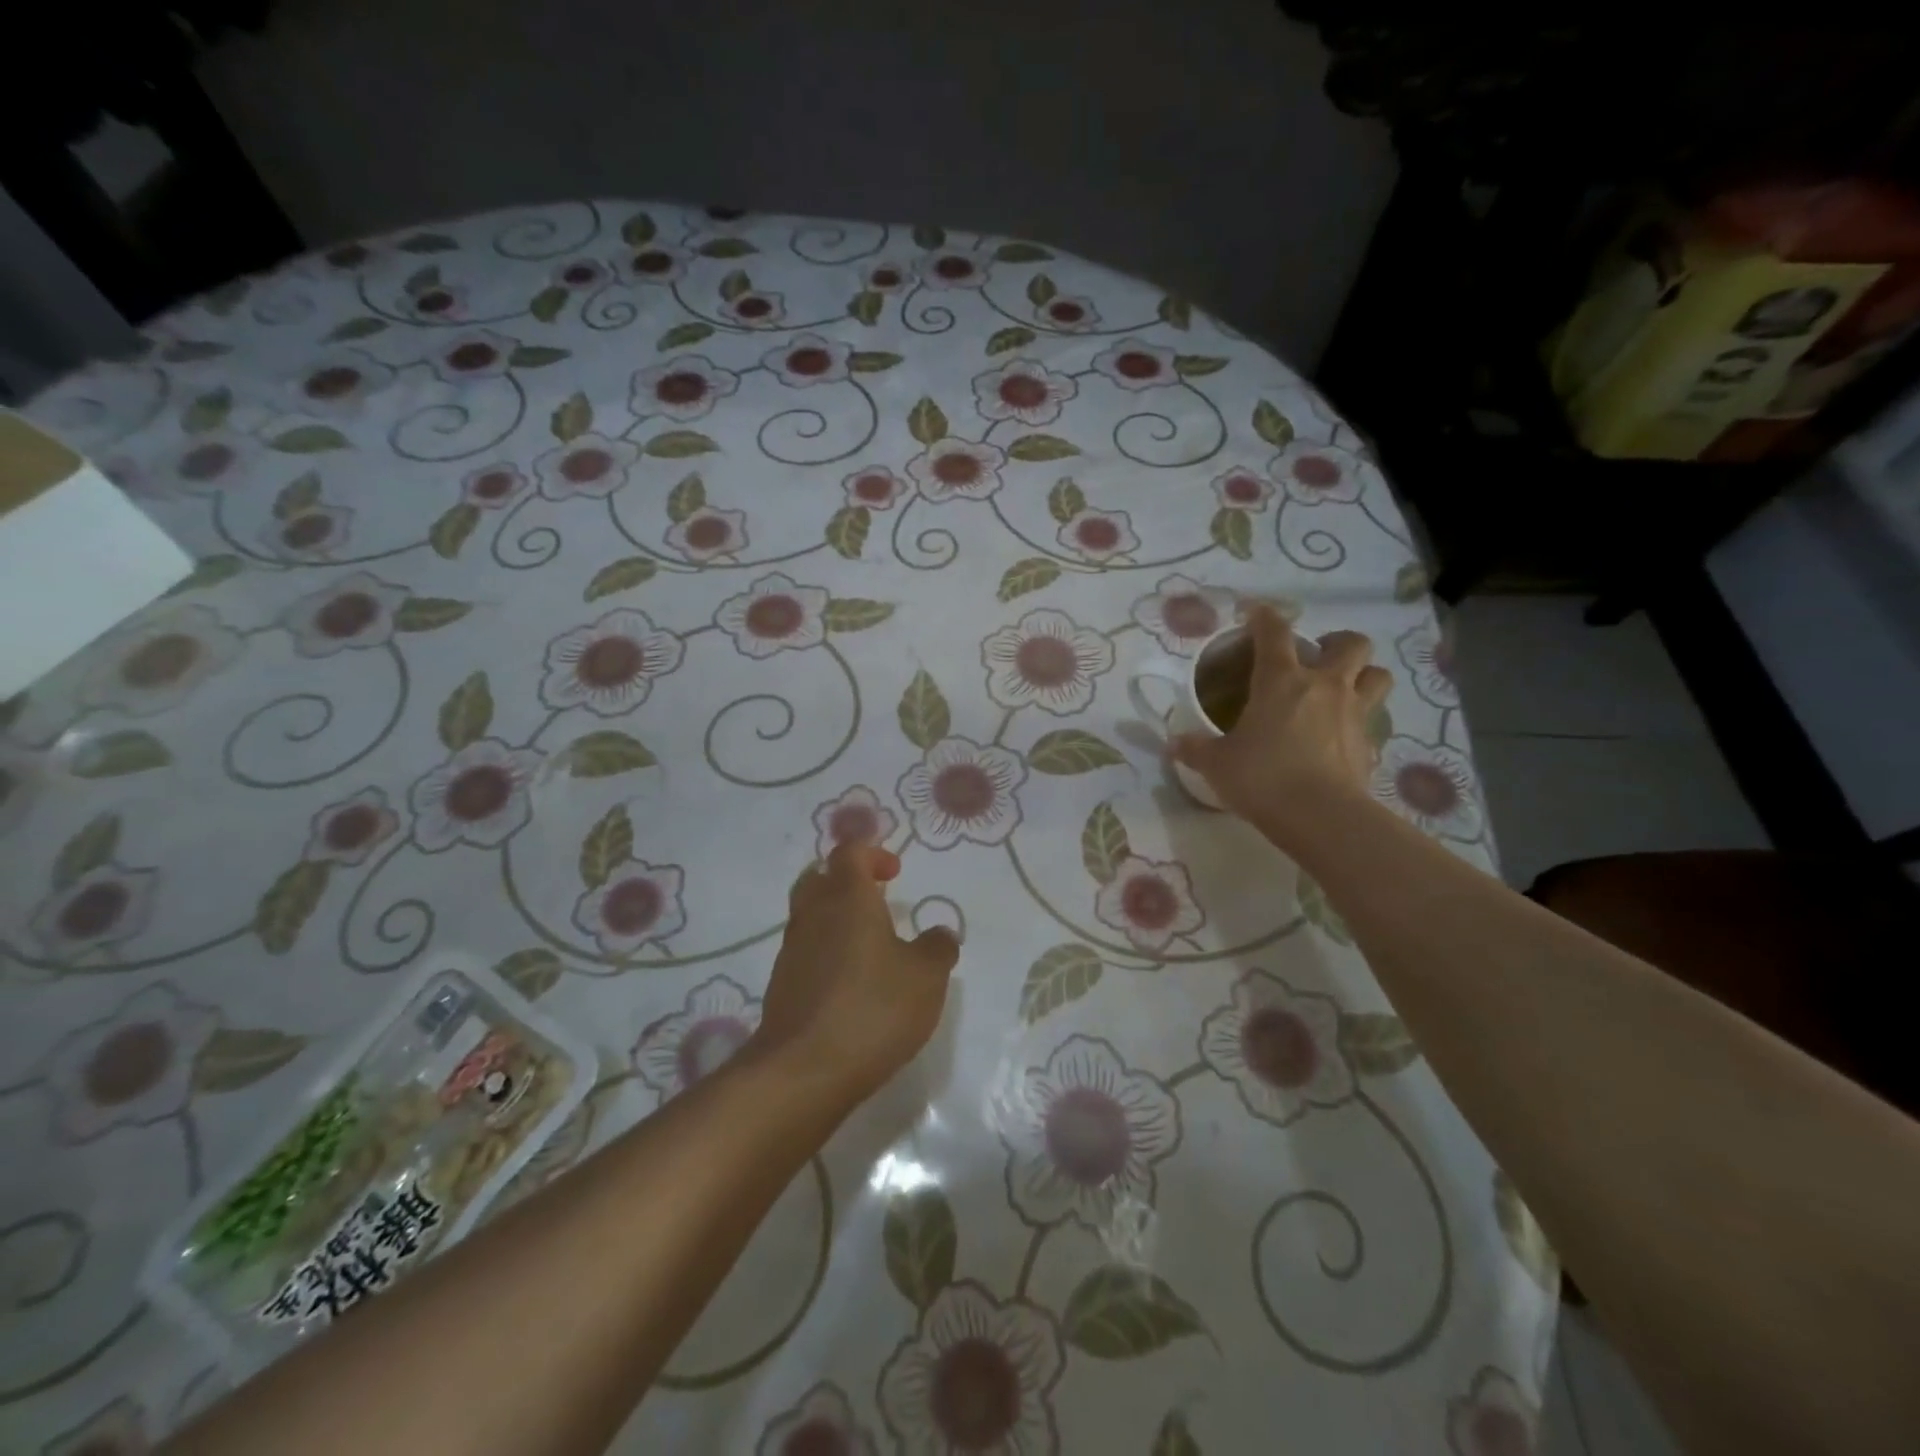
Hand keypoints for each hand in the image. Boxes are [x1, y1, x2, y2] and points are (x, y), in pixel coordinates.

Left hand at [753, 843, 960, 1101]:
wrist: (803, 1071)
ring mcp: (791, 952)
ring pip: (809, 915)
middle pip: (819, 877)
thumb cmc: (872, 1008)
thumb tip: (940, 933)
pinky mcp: (782, 987)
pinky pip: (805, 952)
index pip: (850, 852)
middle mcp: (813, 915)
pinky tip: (850, 982)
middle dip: (845, 880)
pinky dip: (826, 953)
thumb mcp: (926, 977)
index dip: (872, 853)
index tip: (895, 872)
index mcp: (847, 898)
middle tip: (875, 898)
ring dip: (835, 918)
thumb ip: (938, 948)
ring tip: (869, 944)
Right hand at [1170, 604, 1390, 847]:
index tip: (1254, 613)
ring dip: (1363, 675)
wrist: (1320, 816)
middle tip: (1318, 657)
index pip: (1274, 631)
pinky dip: (1360, 721)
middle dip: (1337, 642)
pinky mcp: (1370, 744)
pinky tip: (1341, 736)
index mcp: (1281, 680)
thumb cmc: (1262, 778)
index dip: (1264, 617)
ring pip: (1377, 675)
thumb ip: (1196, 749)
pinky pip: (1373, 720)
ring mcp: (1354, 713)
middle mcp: (1324, 686)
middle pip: (1351, 644)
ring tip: (1343, 688)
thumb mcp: (1217, 764)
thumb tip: (1173, 744)